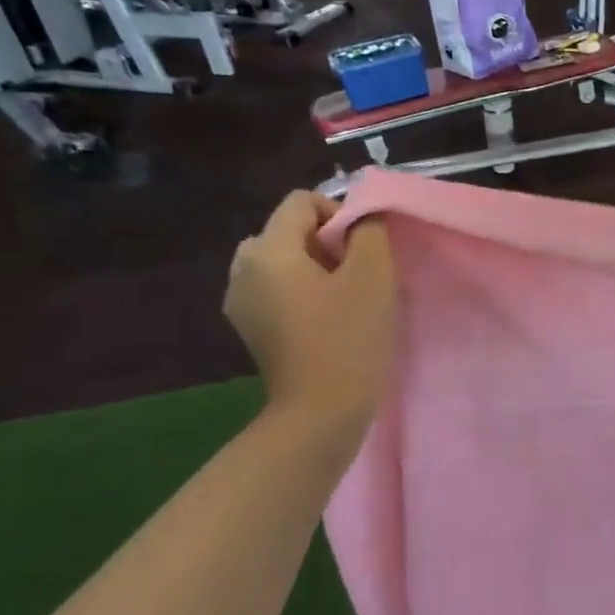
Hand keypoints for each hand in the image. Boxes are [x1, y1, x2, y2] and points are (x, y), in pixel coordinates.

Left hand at [224, 191, 397, 432]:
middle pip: (290, 231)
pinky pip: (278, 290)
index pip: (302, 202)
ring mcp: (241, 302)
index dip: (341, 214)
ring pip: (284, 262)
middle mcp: (242, 269)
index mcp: (266, 250)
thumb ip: (369, 232)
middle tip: (360, 274)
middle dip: (328, 242)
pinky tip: (328, 320)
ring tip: (346, 298)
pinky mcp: (251, 329)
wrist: (321, 412)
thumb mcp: (373, 275)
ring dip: (318, 268)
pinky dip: (304, 292)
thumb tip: (362, 218)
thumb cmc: (349, 337)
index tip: (366, 250)